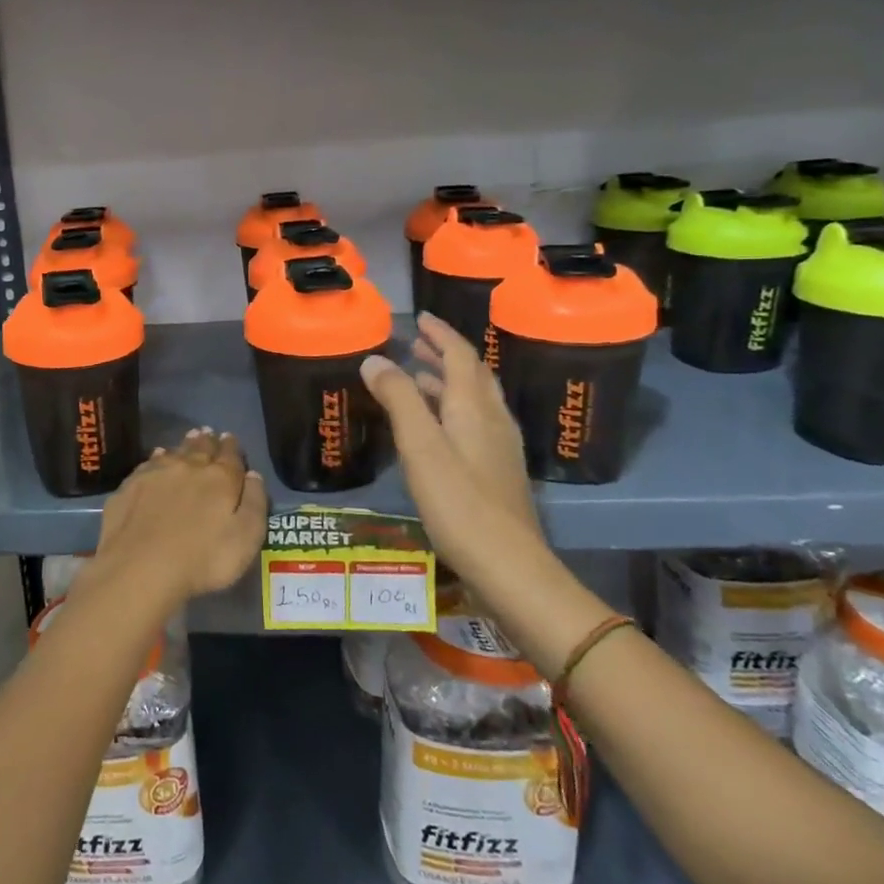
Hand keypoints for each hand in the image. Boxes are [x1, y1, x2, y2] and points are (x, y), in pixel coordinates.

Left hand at [87, 429, 268, 606]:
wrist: (140, 567)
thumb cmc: (203, 559)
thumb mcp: (245, 539)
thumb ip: (254, 503)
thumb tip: (253, 474)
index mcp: (220, 479)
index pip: (230, 456)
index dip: (232, 447)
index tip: (230, 438)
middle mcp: (189, 467)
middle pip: (201, 448)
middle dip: (208, 441)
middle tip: (209, 433)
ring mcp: (156, 473)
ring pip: (175, 452)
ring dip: (185, 444)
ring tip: (190, 437)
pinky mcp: (131, 485)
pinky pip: (149, 463)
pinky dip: (158, 457)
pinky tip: (158, 456)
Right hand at [361, 313, 542, 577]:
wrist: (508, 565)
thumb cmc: (459, 502)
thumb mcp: (420, 446)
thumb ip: (398, 399)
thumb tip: (375, 359)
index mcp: (473, 407)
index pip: (460, 356)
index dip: (440, 334)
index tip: (420, 318)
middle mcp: (492, 419)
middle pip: (472, 374)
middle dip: (445, 354)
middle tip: (417, 344)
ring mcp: (499, 447)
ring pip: (474, 400)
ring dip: (448, 382)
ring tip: (419, 378)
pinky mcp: (497, 471)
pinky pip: (474, 423)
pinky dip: (452, 408)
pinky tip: (437, 427)